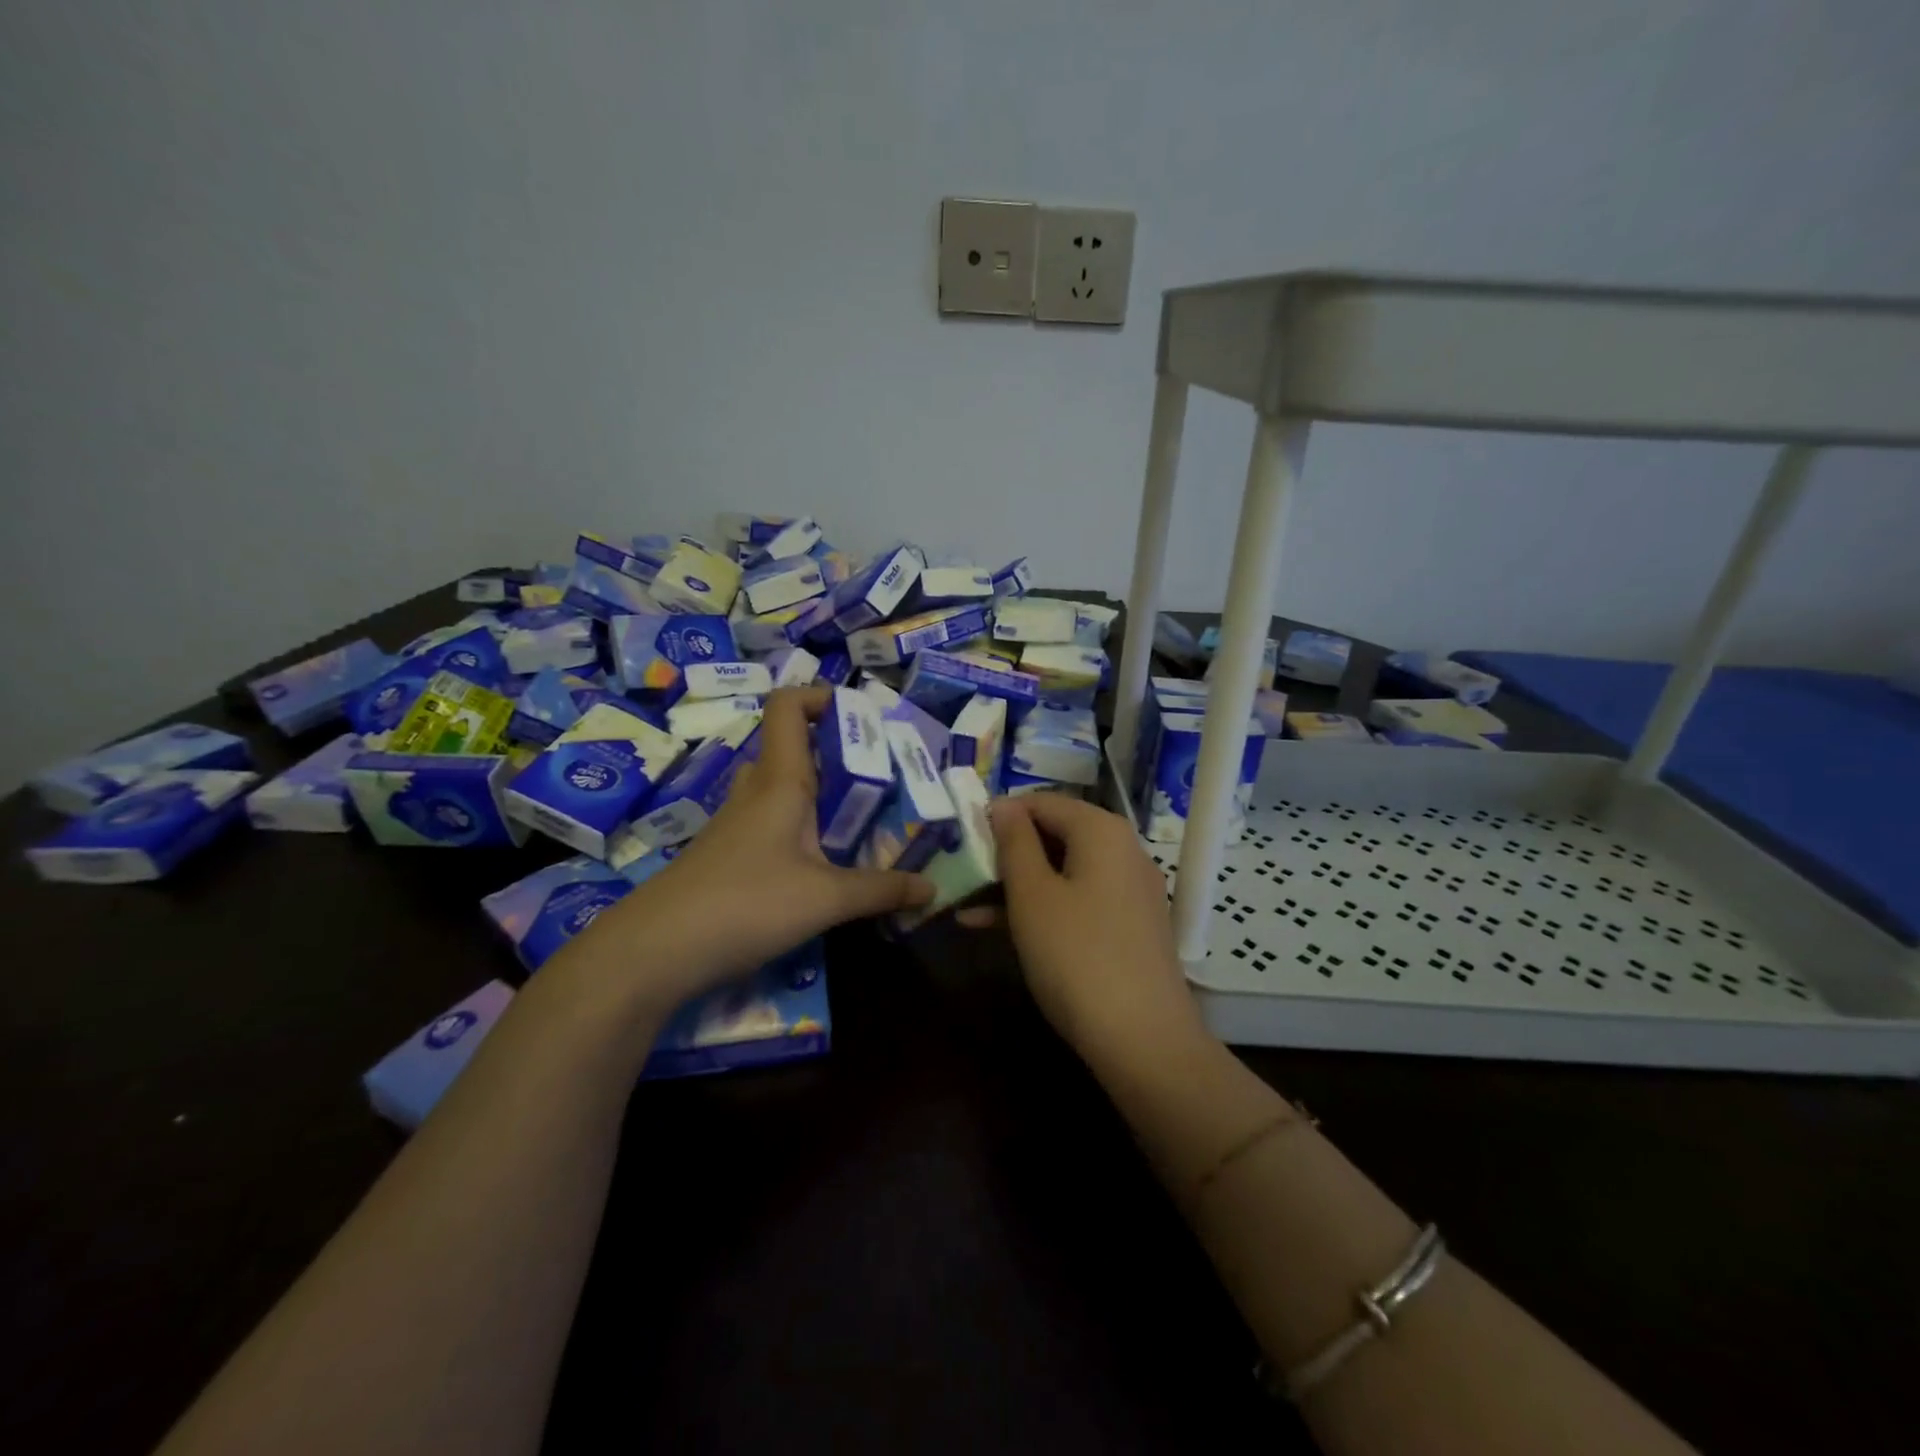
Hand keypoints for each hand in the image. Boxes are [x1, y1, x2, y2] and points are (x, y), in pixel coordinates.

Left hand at [557, 686, 931, 1012]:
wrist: (654, 952)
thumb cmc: (745, 904)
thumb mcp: (825, 899)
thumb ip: (881, 890)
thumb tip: (932, 888)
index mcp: (780, 780)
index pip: (789, 706)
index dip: (822, 697)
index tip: (864, 720)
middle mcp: (757, 792)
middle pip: (796, 748)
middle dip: (841, 755)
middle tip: (884, 779)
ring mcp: (738, 824)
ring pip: (787, 790)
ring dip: (824, 797)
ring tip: (867, 821)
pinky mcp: (730, 856)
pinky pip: (776, 825)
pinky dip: (805, 831)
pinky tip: (828, 865)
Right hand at [984, 794, 1203, 1063]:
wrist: (1143, 1039)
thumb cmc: (1076, 955)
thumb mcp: (1032, 895)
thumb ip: (1014, 843)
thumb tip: (1003, 804)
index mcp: (1101, 831)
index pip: (1042, 802)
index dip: (1000, 815)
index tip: (962, 838)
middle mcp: (1122, 851)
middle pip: (1055, 835)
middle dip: (1006, 853)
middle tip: (963, 872)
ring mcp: (1129, 891)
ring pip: (1062, 872)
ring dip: (1015, 885)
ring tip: (965, 902)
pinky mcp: (1128, 927)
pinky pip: (1077, 900)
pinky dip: (1041, 908)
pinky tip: (994, 929)